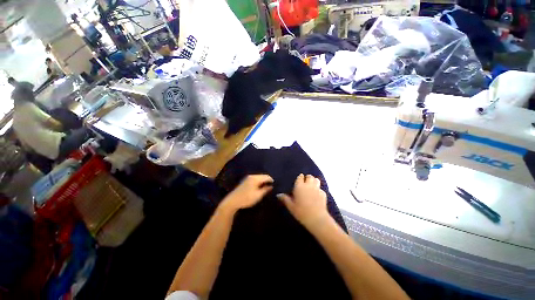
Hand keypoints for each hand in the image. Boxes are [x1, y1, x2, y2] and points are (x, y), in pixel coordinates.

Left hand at [221, 175, 273, 212]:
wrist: (232, 202)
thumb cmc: (246, 198)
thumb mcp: (258, 195)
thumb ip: (266, 189)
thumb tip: (272, 186)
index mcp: (255, 178)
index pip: (267, 176)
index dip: (272, 180)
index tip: (276, 186)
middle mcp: (252, 176)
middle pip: (263, 176)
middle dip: (268, 181)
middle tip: (272, 187)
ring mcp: (248, 178)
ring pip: (259, 178)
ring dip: (263, 182)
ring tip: (267, 187)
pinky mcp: (245, 181)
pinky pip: (255, 179)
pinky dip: (259, 182)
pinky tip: (260, 187)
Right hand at [277, 174, 330, 228]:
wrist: (317, 219)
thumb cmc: (301, 212)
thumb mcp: (291, 206)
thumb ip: (285, 199)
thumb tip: (278, 194)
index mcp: (299, 186)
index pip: (300, 177)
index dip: (300, 178)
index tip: (298, 180)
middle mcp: (309, 185)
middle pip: (309, 176)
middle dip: (307, 178)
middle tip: (305, 183)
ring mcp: (317, 189)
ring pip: (316, 180)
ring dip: (314, 181)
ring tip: (311, 186)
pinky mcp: (323, 194)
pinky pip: (320, 188)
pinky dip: (318, 190)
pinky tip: (316, 195)